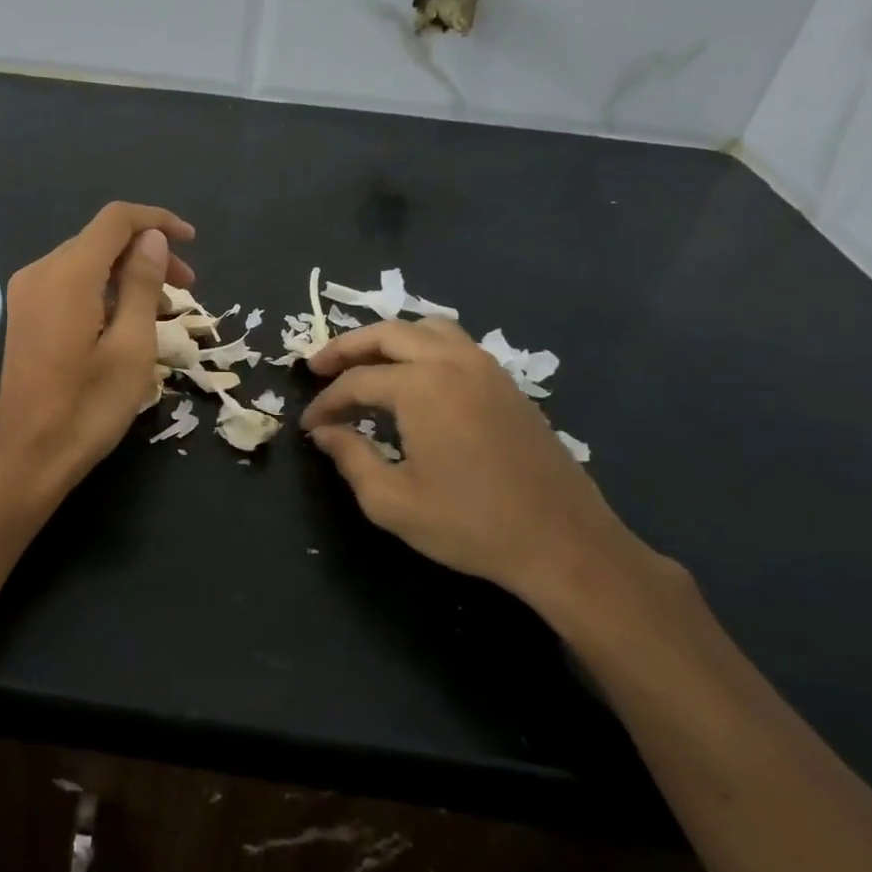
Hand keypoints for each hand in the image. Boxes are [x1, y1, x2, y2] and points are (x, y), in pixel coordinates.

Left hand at [0, 202, 194, 502]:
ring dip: (128, 274)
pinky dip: (105, 291)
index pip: (116, 220)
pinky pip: (70, 284)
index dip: (157, 221)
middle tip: (186, 288)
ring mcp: (27, 294)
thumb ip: (142, 284)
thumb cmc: (88, 408)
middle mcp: (40, 272)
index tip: (192, 242)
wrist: (28, 457)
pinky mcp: (25, 315)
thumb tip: (152, 238)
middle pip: (101, 240)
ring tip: (164, 311)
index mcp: (67, 275)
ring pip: (86, 262)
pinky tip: (128, 321)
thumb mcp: (132, 347)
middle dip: (147, 252)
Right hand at [300, 317, 642, 611]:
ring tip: (364, 363)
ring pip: (426, 329)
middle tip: (318, 367)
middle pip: (387, 334)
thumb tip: (325, 432)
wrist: (563, 542)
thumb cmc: (470, 524)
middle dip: (346, 348)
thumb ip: (351, 458)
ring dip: (387, 340)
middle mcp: (452, 363)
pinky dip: (422, 348)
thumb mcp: (393, 501)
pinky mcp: (506, 384)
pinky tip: (412, 379)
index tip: (308, 426)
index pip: (356, 382)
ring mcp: (486, 368)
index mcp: (421, 387)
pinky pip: (454, 345)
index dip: (325, 402)